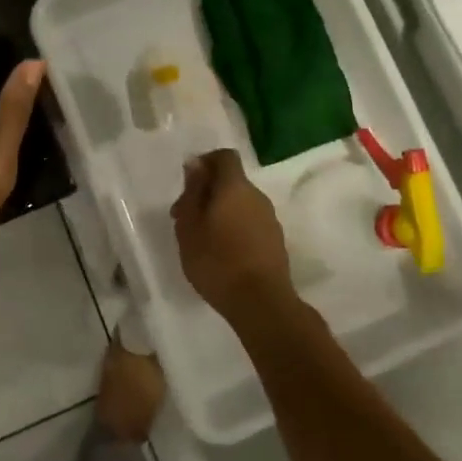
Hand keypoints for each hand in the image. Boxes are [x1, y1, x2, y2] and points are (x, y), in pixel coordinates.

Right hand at [171, 149, 293, 320]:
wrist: (261, 304)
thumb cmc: (217, 261)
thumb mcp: (190, 226)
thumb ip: (193, 191)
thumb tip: (196, 164)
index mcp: (235, 186)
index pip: (224, 156)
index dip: (206, 162)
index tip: (189, 183)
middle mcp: (257, 196)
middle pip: (231, 182)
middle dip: (208, 193)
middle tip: (185, 219)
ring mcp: (270, 220)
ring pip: (241, 204)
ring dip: (221, 212)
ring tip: (202, 240)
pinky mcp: (275, 242)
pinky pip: (251, 223)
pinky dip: (235, 229)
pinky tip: (222, 254)